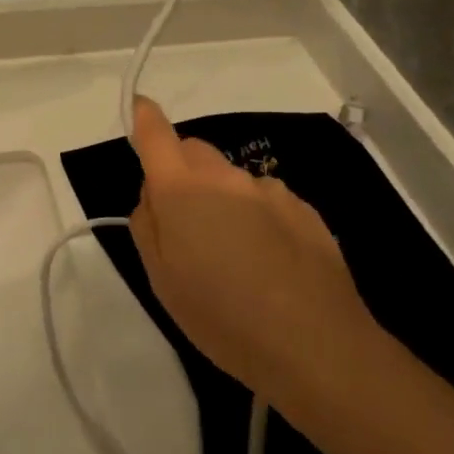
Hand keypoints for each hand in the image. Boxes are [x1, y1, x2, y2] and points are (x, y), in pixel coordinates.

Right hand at [127, 97, 378, 400]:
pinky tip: (269, 263)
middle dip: (182, 172)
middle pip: (195, 153)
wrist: (314, 343)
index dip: (145, 118)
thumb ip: (147, 225)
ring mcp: (270, 191)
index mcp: (182, 190)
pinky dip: (257, 218)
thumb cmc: (221, 316)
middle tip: (183, 224)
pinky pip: (266, 201)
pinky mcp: (304, 210)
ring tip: (234, 257)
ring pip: (231, 180)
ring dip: (222, 200)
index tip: (140, 109)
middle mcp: (226, 177)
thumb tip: (153, 195)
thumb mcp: (161, 279)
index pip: (156, 135)